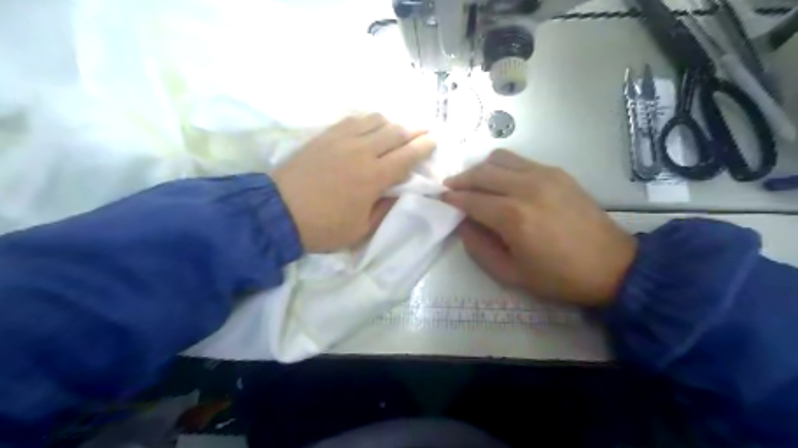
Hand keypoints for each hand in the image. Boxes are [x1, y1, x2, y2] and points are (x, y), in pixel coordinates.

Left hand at [275, 114, 435, 252]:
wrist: (279, 212)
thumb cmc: (323, 227)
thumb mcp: (361, 230)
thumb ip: (384, 209)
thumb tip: (398, 192)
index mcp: (374, 177)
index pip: (407, 155)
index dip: (424, 146)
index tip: (433, 140)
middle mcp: (362, 152)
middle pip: (396, 133)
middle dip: (415, 130)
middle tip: (424, 130)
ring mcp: (342, 140)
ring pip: (376, 121)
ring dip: (392, 123)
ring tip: (397, 130)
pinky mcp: (326, 136)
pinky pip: (353, 120)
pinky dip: (368, 120)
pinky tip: (370, 126)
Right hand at [442, 148, 636, 305]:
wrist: (612, 266)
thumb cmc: (558, 277)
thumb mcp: (511, 274)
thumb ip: (479, 248)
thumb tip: (463, 225)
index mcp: (513, 217)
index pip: (470, 200)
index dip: (451, 199)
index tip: (439, 199)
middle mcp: (526, 188)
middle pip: (481, 173)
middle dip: (460, 180)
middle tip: (450, 189)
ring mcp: (544, 175)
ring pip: (499, 158)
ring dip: (481, 169)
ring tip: (475, 183)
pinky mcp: (558, 172)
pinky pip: (520, 160)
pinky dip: (503, 167)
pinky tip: (502, 183)